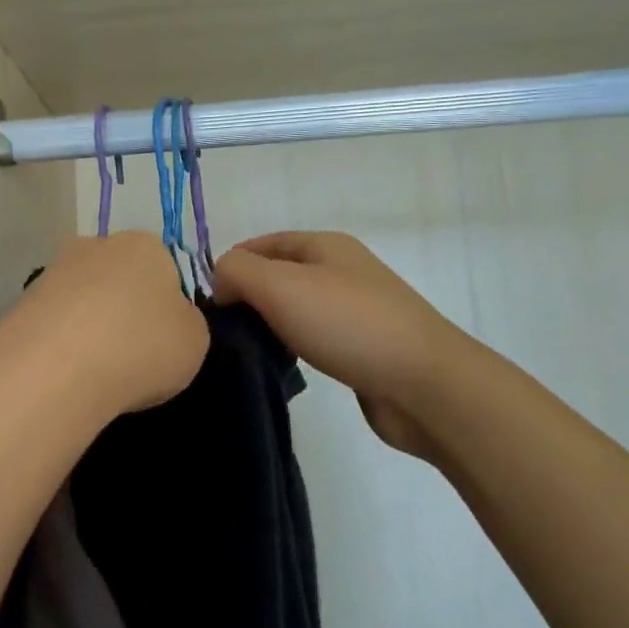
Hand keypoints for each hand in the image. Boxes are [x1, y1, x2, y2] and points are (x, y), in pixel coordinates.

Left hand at [0, 232, 209, 422]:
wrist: (57, 368)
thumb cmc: (142, 346)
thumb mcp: (195, 340)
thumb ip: (186, 323)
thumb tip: (167, 322)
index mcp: (146, 245)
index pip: (166, 269)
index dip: (168, 307)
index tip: (165, 341)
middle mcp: (96, 245)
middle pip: (120, 280)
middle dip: (124, 312)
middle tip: (132, 357)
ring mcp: (52, 272)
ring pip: (83, 302)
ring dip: (90, 328)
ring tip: (97, 373)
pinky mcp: (20, 304)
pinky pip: (54, 326)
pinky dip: (62, 346)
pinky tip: (67, 374)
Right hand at [213, 232, 459, 461]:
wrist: (423, 384)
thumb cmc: (348, 324)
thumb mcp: (281, 286)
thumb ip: (238, 272)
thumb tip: (220, 280)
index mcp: (325, 245)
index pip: (262, 243)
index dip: (230, 265)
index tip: (205, 303)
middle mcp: (341, 270)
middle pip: (278, 275)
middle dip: (246, 296)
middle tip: (218, 329)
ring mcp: (355, 309)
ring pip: (295, 308)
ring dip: (268, 324)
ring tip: (243, 349)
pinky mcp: (362, 347)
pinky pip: (314, 337)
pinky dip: (293, 346)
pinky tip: (280, 365)